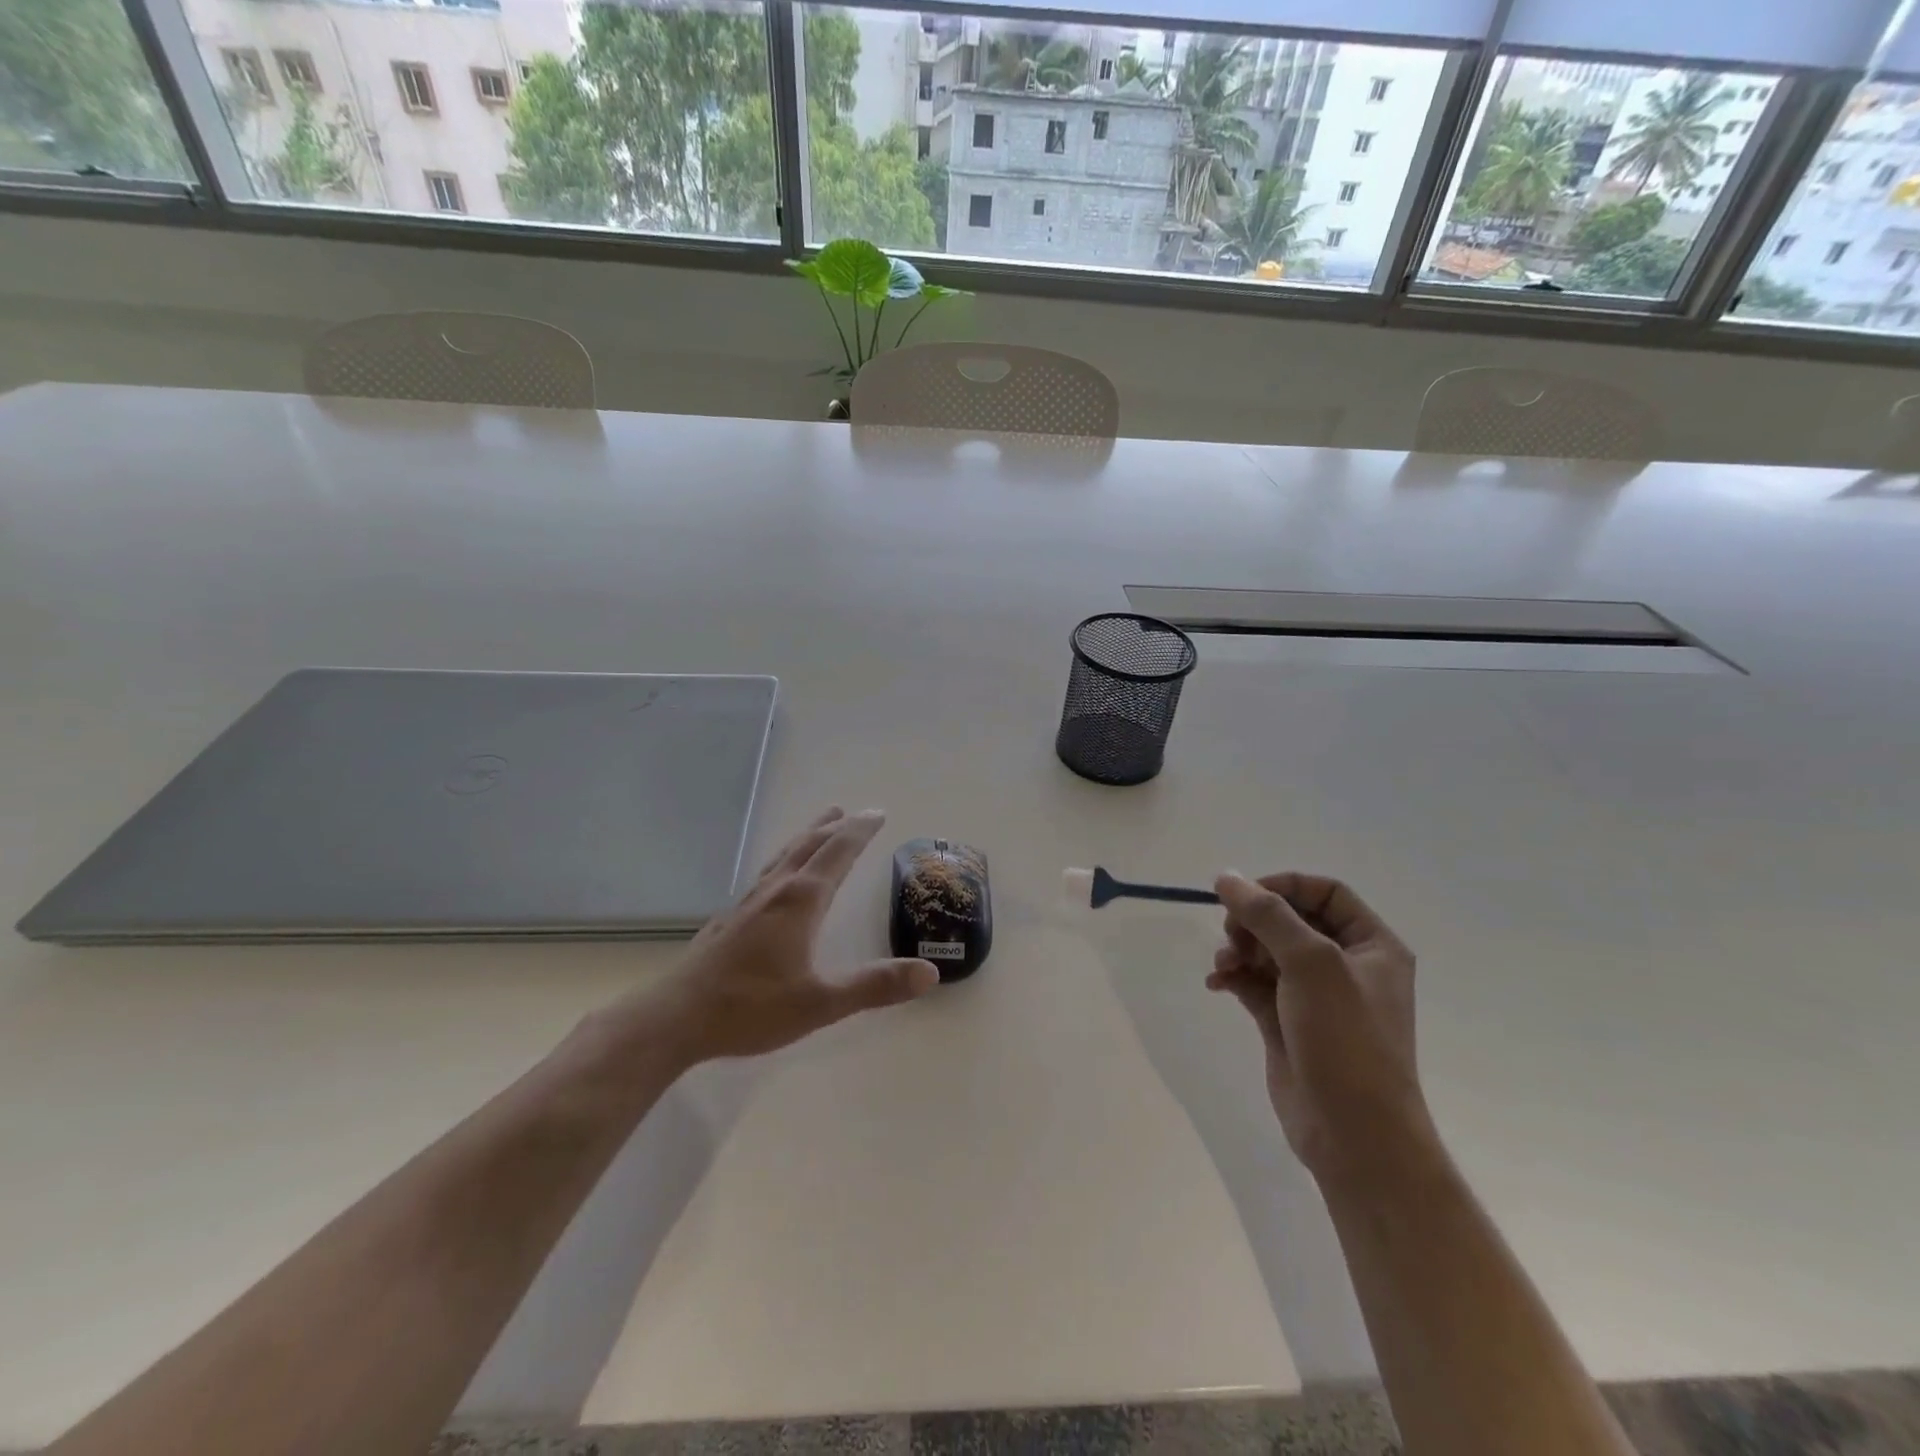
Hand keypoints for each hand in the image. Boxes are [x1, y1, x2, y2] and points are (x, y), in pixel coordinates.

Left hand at [649, 807, 939, 1063]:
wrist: (675, 1018)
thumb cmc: (751, 1007)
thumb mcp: (821, 1003)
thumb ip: (875, 986)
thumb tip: (930, 973)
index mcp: (801, 901)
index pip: (837, 853)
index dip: (859, 832)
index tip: (878, 813)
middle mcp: (776, 891)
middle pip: (809, 846)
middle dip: (836, 827)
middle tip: (857, 813)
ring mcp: (749, 902)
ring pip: (785, 856)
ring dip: (808, 836)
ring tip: (822, 824)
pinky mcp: (731, 918)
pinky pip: (768, 872)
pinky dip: (786, 859)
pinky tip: (780, 876)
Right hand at [1208, 872, 1433, 1186]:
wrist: (1355, 1135)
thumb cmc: (1347, 1039)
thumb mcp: (1311, 963)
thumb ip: (1267, 914)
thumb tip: (1226, 877)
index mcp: (1372, 946)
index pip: (1325, 892)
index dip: (1283, 886)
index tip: (1244, 896)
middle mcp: (1346, 965)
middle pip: (1290, 919)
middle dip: (1254, 921)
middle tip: (1231, 934)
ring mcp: (1316, 996)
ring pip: (1267, 950)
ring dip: (1239, 949)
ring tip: (1224, 965)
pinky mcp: (1287, 1022)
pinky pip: (1254, 982)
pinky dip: (1233, 976)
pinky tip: (1216, 983)